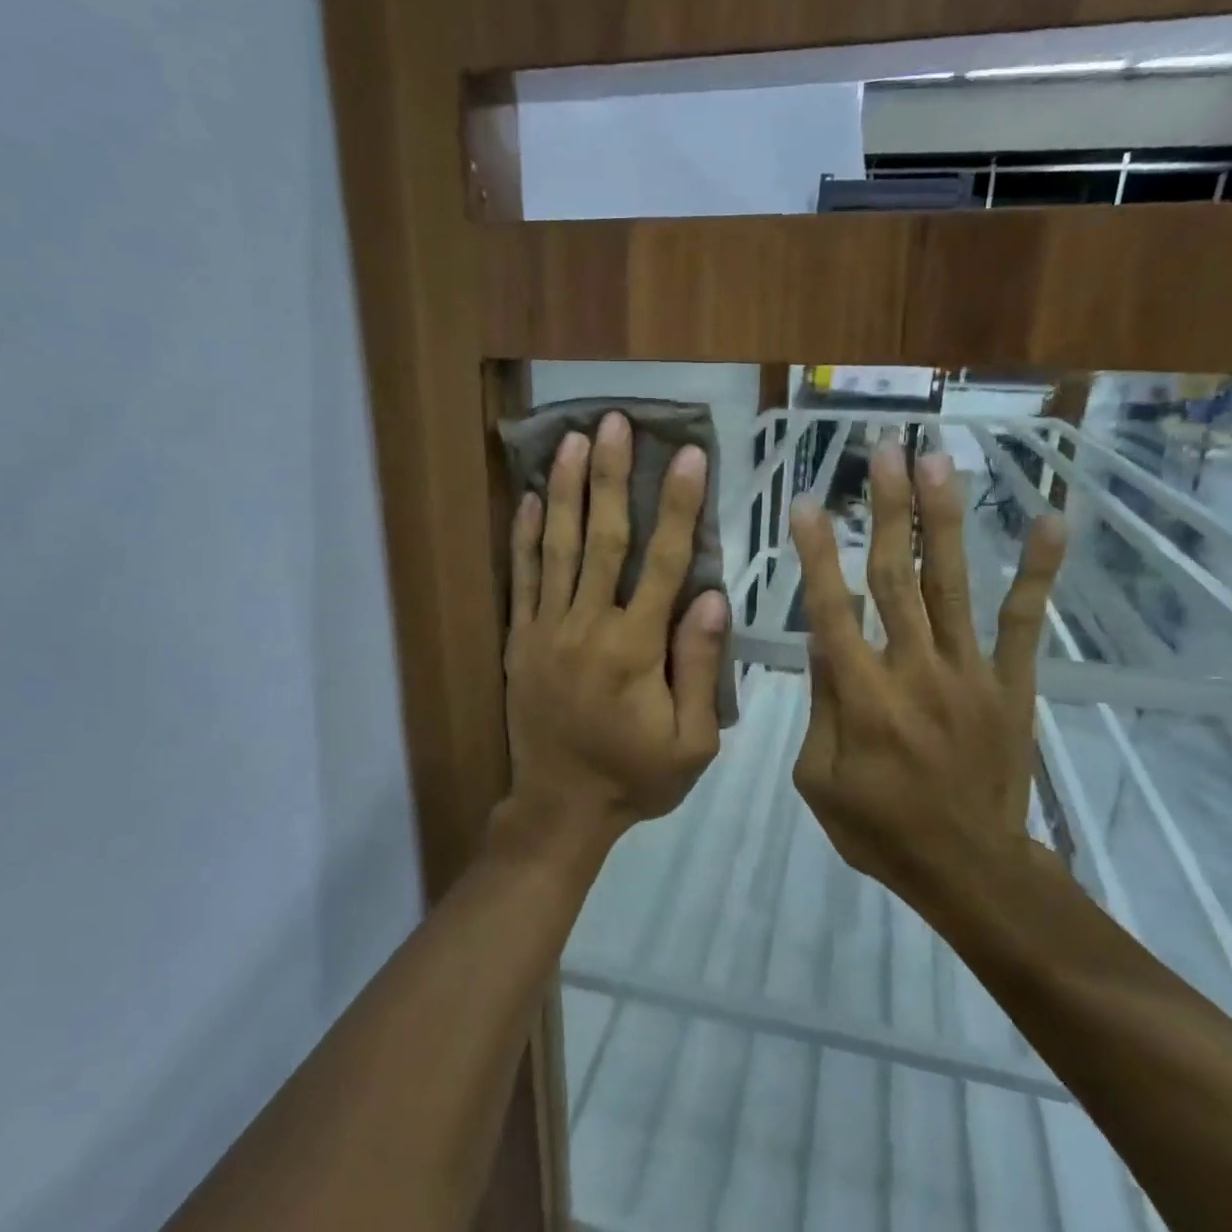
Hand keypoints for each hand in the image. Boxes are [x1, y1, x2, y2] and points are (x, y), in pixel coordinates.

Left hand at [504, 412, 728, 843]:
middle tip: (615, 423)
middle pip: (603, 539)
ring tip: (573, 441)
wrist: (560, 808)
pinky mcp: (519, 641)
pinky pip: (521, 580)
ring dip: (566, 491)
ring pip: (557, 548)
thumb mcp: (692, 741)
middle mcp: (588, 627)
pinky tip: (529, 498)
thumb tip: (712, 597)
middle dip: (611, 477)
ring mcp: (546, 630)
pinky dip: (524, 537)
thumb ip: (701, 667)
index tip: (689, 457)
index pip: (664, 563)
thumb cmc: (636, 777)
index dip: (679, 507)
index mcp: (636, 649)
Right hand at [788, 442, 1065, 903]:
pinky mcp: (1011, 684)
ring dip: (942, 520)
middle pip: (895, 578)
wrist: (969, 868)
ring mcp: (970, 672)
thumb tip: (821, 644)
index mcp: (862, 697)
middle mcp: (915, 670)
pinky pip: (1025, 622)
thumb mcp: (818, 780)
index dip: (818, 555)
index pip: (832, 611)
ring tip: (938, 461)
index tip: (807, 503)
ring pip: (951, 584)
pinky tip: (1050, 520)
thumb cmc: (880, 829)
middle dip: (887, 510)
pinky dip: (1038, 572)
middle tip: (883, 450)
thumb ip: (820, 708)